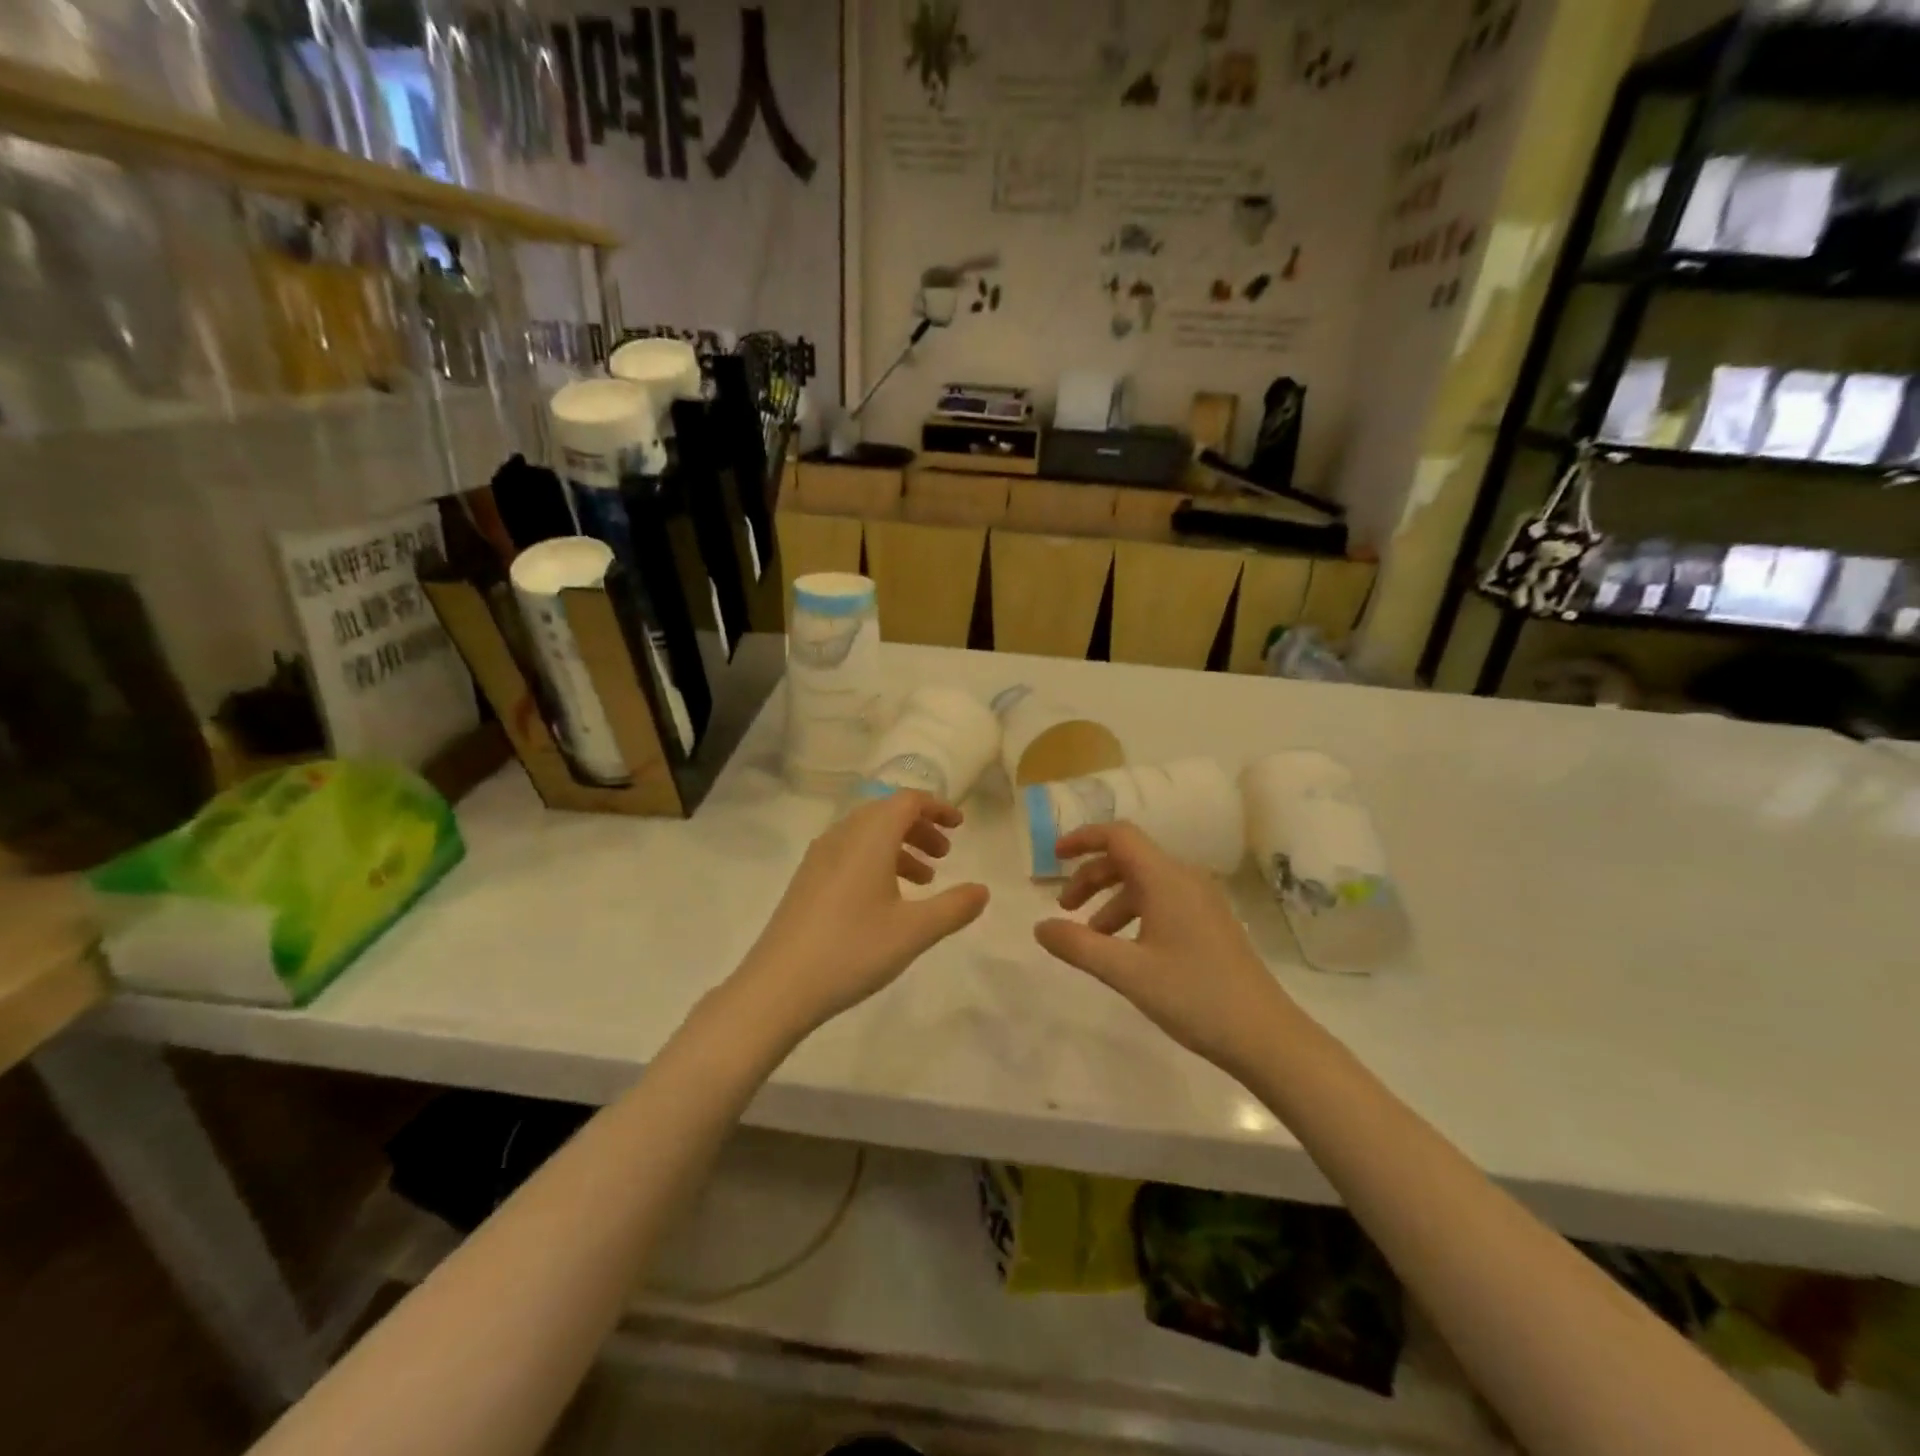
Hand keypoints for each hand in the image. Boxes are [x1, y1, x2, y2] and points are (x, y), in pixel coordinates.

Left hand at [733, 791, 989, 1036]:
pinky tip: (886, 900)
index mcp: (868, 837)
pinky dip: (876, 861)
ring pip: (866, 834)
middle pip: (886, 813)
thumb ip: (954, 907)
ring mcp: (819, 858)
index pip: (907, 801)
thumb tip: (982, 890)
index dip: (936, 807)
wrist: (777, 987)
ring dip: (899, 846)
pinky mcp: (806, 881)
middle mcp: (841, 836)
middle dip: (920, 827)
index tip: (959, 826)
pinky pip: (849, 853)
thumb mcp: (914, 931)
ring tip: (923, 880)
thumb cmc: (852, 950)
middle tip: (945, 854)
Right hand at [1034, 821, 1295, 1072]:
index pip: (1118, 836)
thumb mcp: (1126, 972)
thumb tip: (1040, 927)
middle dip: (1091, 877)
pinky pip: (1162, 901)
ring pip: (1144, 883)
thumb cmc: (1193, 996)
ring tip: (1090, 938)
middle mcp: (1185, 879)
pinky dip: (1133, 914)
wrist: (1265, 1035)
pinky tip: (1125, 950)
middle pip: (1128, 859)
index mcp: (1166, 879)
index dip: (1083, 838)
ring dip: (1110, 900)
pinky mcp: (1209, 923)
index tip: (1054, 857)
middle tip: (1065, 909)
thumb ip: (1078, 946)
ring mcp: (1201, 901)